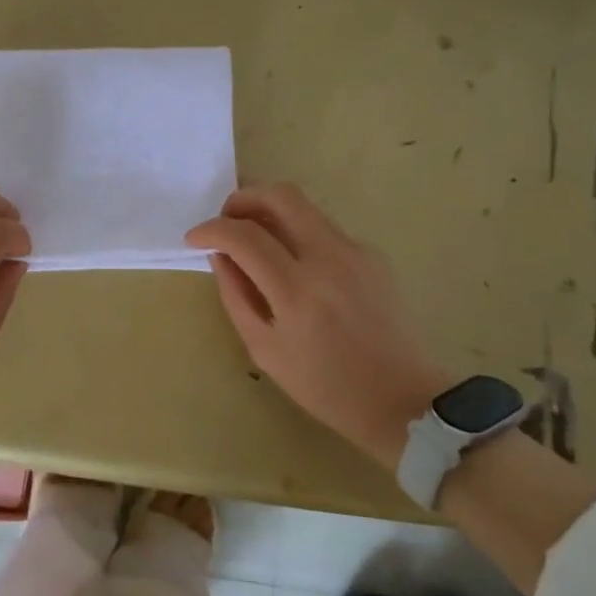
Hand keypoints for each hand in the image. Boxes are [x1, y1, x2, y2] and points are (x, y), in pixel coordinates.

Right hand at [186, 184, 448, 464]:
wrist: (401, 399)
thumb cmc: (325, 386)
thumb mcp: (264, 349)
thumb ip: (236, 295)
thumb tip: (220, 256)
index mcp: (297, 290)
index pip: (244, 235)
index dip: (211, 230)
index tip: (194, 238)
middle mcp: (329, 258)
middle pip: (280, 196)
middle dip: (243, 198)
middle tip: (225, 221)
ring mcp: (356, 251)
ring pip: (304, 206)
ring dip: (269, 212)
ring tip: (252, 241)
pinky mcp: (372, 255)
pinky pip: (324, 229)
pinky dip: (297, 234)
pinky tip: (293, 266)